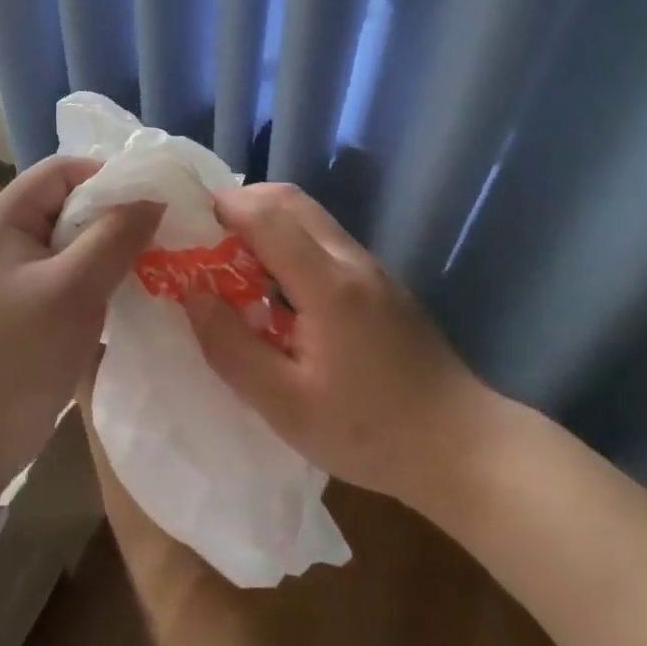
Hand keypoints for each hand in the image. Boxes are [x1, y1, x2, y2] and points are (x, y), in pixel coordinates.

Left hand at [0, 156, 161, 499]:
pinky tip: (131, 286)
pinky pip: (71, 270)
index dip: (107, 175)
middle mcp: (7, 236)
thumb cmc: (20, 354)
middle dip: (115, 211)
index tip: (152, 197)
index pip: (61, 170)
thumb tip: (155, 198)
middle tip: (161, 229)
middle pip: (69, 202)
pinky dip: (101, 272)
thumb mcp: (73, 288)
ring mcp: (17, 272)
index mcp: (4, 219)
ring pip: (74, 238)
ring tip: (155, 256)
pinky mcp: (29, 303)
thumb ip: (115, 236)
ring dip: (112, 244)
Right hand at [184, 183, 493, 507]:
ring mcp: (371, 267)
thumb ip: (231, 347)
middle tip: (206, 239)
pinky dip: (289, 240)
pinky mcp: (380, 281)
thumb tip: (192, 295)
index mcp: (328, 283)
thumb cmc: (368, 431)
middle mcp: (351, 259)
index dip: (223, 208)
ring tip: (234, 263)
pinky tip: (277, 289)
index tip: (186, 223)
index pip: (267, 215)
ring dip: (267, 221)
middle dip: (242, 204)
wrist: (460, 445)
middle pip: (290, 200)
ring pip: (310, 215)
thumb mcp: (285, 406)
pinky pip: (325, 239)